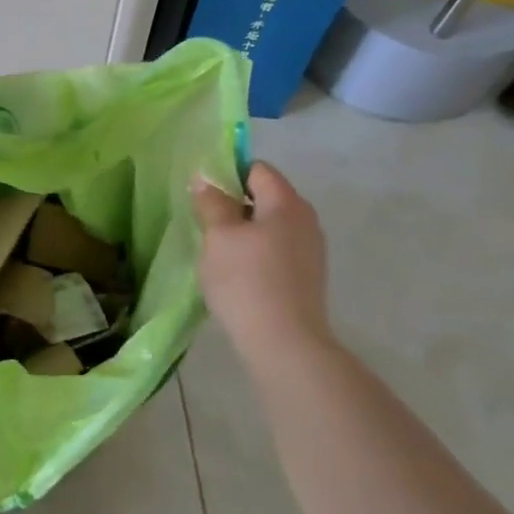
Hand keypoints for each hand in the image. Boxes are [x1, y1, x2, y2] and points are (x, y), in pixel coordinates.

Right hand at [192, 161, 334, 354]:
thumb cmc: (246, 281)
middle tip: (205, 224)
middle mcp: (306, 220)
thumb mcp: (219, 236)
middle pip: (265, 197)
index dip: (228, 174)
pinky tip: (237, 276)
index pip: (257, 169)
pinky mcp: (307, 277)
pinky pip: (276, 251)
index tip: (203, 195)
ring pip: (269, 226)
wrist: (284, 343)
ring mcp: (310, 250)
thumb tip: (205, 178)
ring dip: (243, 232)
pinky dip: (255, 254)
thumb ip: (212, 202)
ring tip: (217, 253)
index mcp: (287, 203)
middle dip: (233, 205)